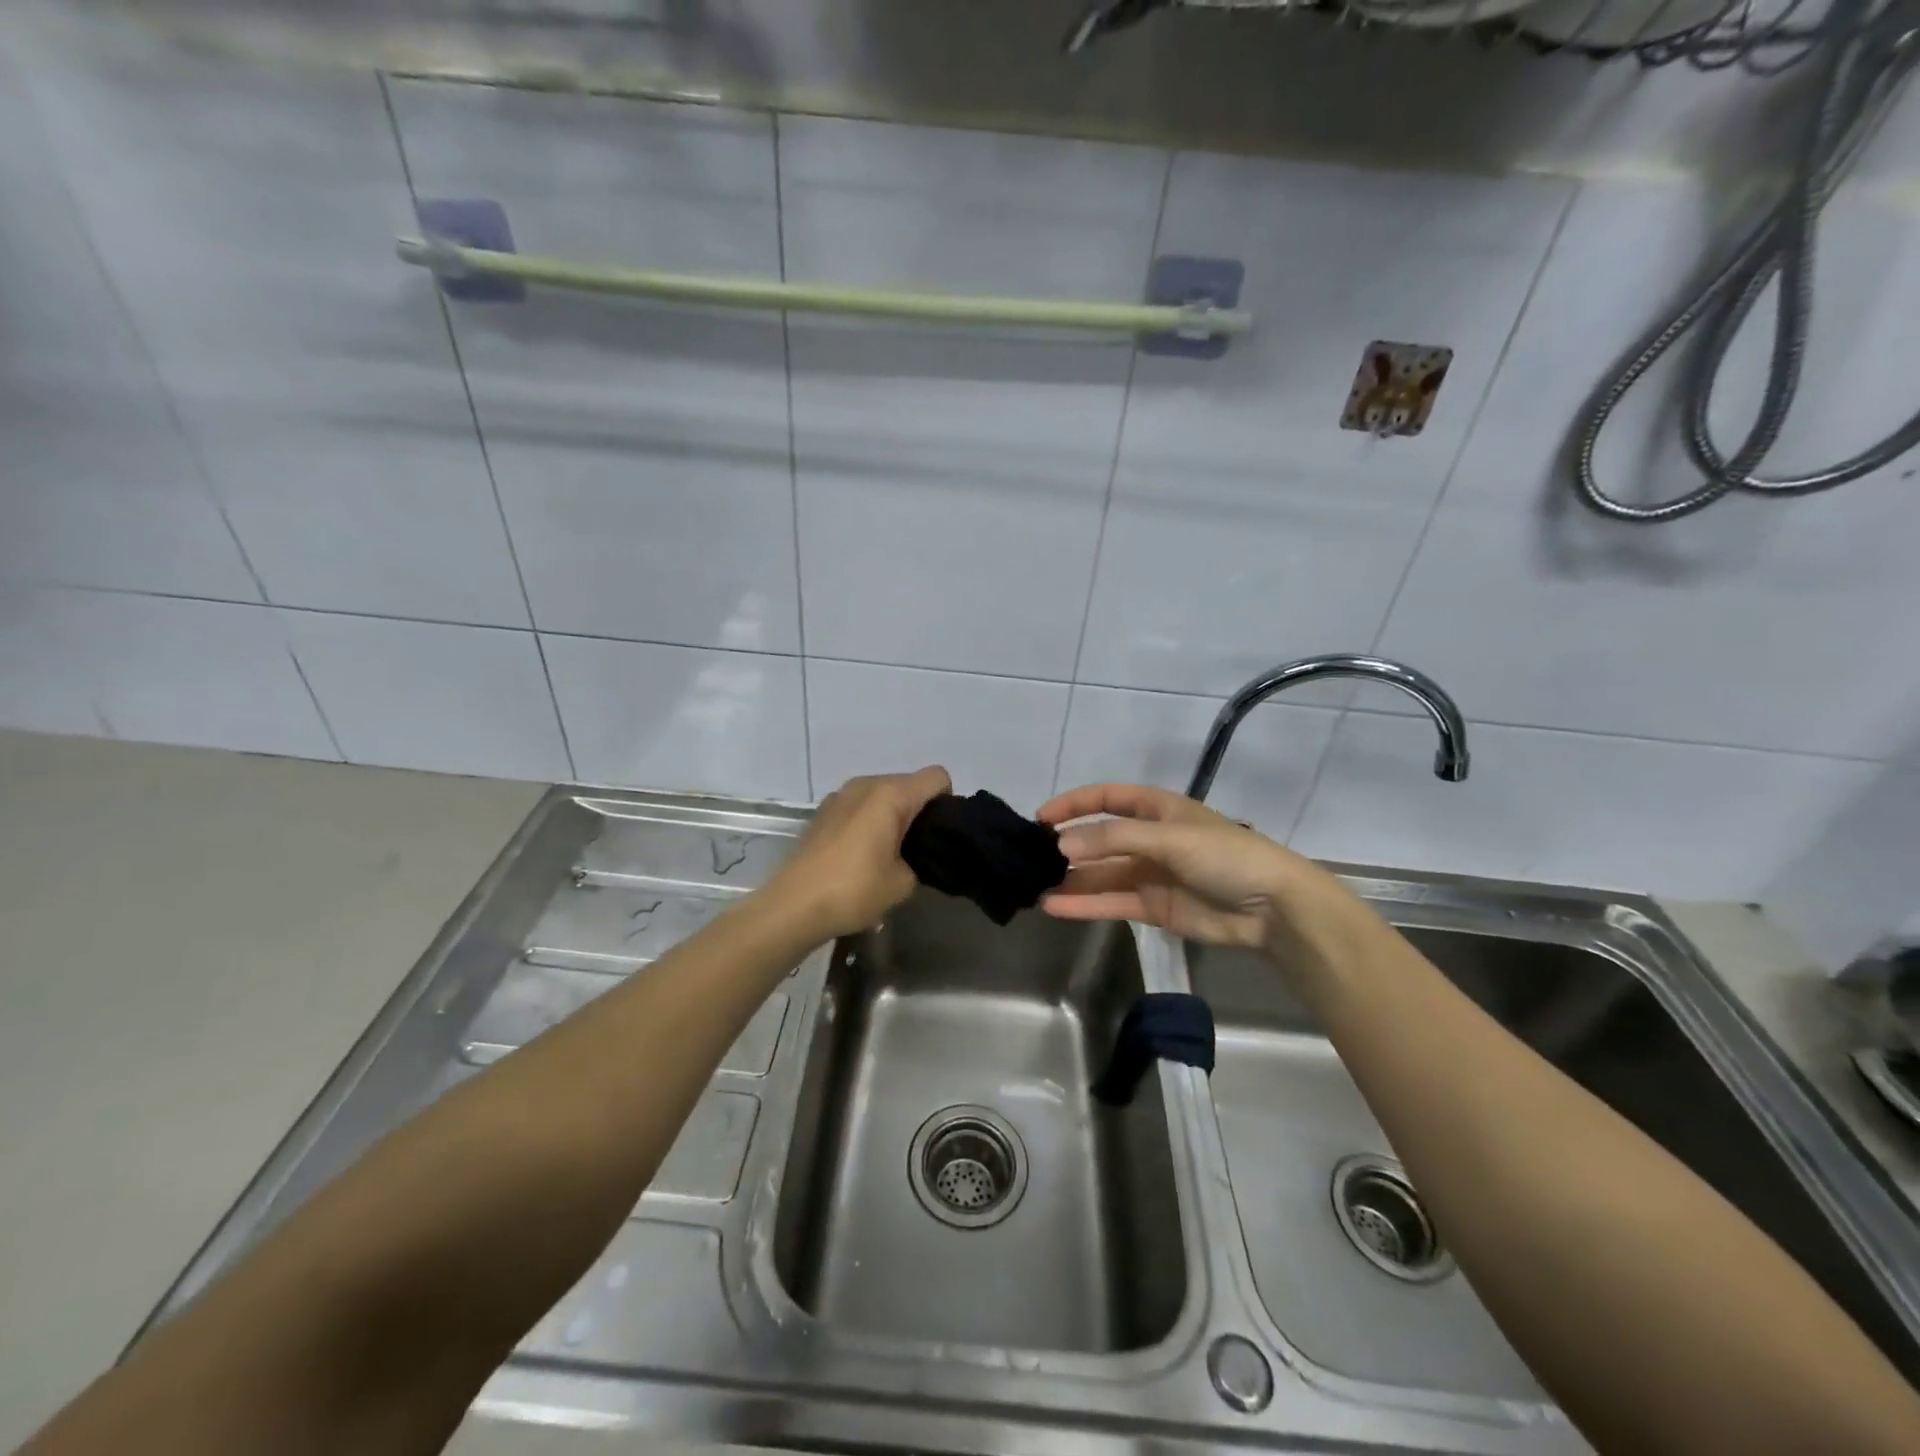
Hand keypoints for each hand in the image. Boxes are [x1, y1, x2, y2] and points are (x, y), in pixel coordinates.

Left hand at [767, 766, 951, 941]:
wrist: (793, 906)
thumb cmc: (854, 890)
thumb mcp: (904, 882)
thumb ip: (922, 859)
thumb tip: (916, 854)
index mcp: (891, 794)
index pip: (937, 777)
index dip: (947, 803)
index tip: (939, 835)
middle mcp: (866, 784)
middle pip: (909, 784)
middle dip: (920, 811)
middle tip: (918, 851)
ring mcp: (840, 795)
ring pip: (883, 794)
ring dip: (892, 816)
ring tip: (888, 855)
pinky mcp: (823, 811)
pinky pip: (860, 806)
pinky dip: (869, 821)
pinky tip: (860, 855)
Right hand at [1036, 782, 1348, 957]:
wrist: (1272, 908)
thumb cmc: (1224, 856)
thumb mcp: (1169, 837)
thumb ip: (1113, 840)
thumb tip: (1061, 845)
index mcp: (1157, 809)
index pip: (1106, 798)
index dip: (1074, 804)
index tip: (1041, 818)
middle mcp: (1149, 838)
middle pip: (1100, 838)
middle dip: (1068, 846)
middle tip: (1031, 858)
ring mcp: (1150, 874)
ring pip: (1101, 874)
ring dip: (1071, 879)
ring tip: (1034, 886)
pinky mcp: (1152, 907)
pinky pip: (1111, 902)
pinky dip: (1084, 905)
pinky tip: (1054, 906)